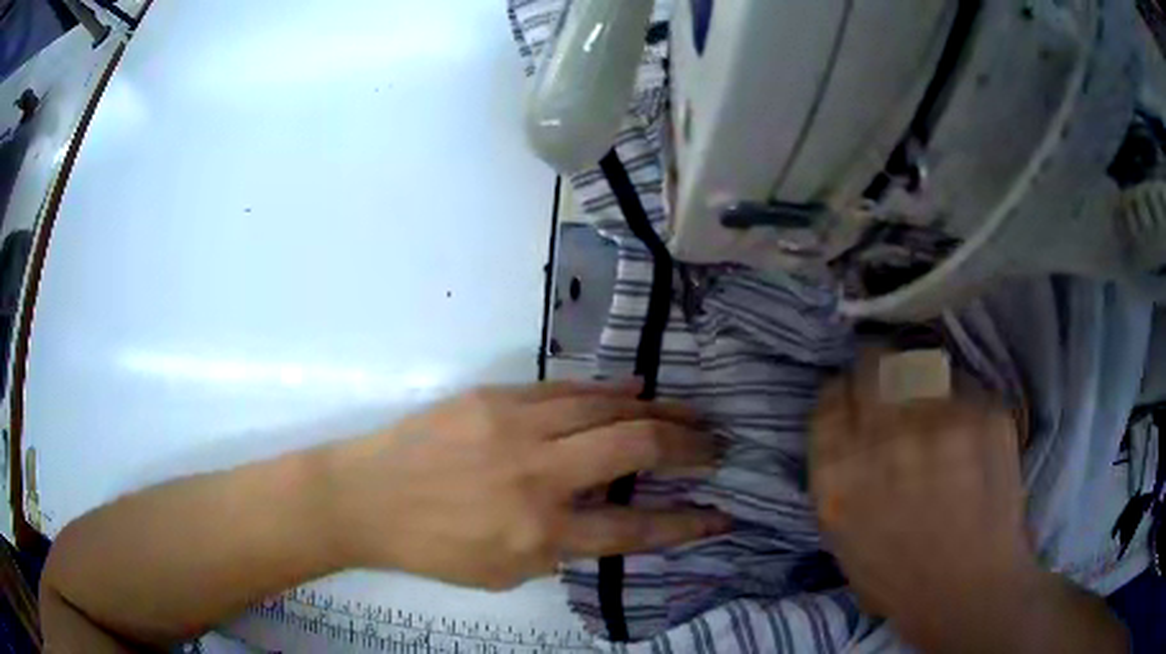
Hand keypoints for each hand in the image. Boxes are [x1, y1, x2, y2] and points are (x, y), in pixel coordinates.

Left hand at [323, 382, 727, 588]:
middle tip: (717, 447)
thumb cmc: (433, 547)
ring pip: (607, 409)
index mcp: (540, 534)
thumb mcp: (505, 571)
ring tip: (692, 415)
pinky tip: (639, 391)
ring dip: (659, 413)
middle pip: (635, 451)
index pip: (636, 528)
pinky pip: (567, 390)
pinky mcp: (495, 398)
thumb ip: (561, 548)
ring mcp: (516, 428)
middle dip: (688, 449)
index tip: (723, 516)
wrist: (367, 497)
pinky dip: (609, 391)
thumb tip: (605, 516)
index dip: (688, 524)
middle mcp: (538, 477)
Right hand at [810, 353, 1036, 647]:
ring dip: (921, 380)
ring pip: (921, 365)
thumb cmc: (900, 579)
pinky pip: (964, 385)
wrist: (970, 592)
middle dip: (878, 369)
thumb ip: (838, 475)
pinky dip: (961, 399)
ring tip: (934, 411)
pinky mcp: (986, 414)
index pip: (832, 397)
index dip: (845, 394)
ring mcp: (942, 421)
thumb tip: (848, 425)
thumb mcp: (844, 537)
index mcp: (841, 474)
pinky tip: (967, 432)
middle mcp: (887, 437)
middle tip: (893, 385)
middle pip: (873, 363)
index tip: (857, 399)